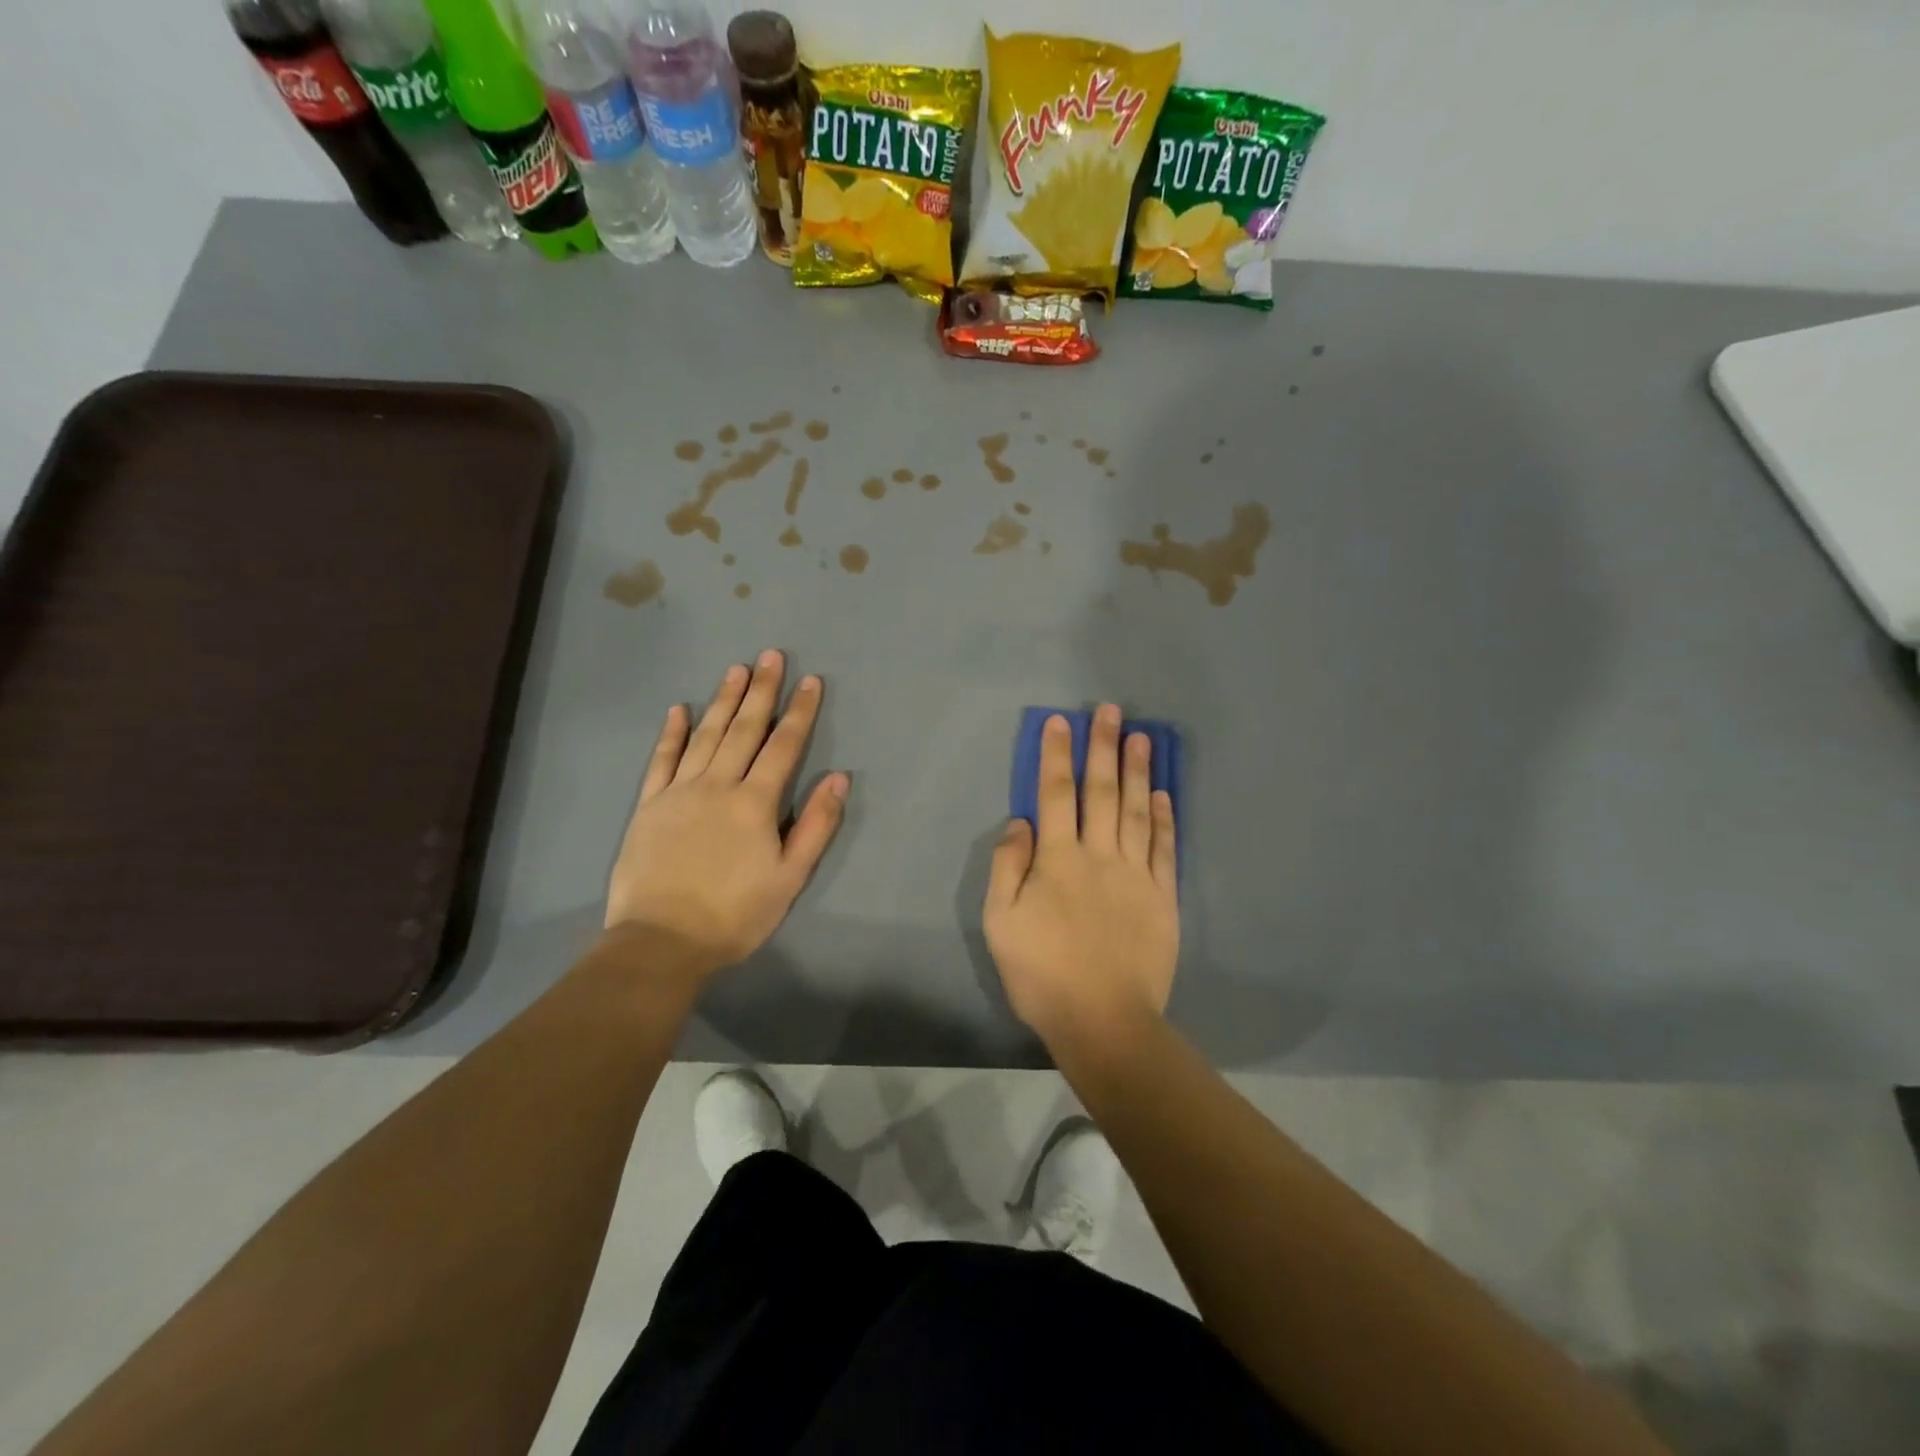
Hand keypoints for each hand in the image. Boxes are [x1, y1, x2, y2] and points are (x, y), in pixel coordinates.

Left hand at [605, 650, 847, 973]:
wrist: (661, 942)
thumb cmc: (735, 915)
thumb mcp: (790, 877)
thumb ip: (816, 824)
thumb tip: (839, 777)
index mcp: (755, 803)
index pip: (784, 746)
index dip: (800, 712)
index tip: (810, 681)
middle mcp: (718, 785)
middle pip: (744, 729)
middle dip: (762, 690)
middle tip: (771, 655)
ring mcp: (679, 791)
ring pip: (705, 735)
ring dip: (723, 700)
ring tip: (736, 669)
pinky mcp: (649, 805)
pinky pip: (661, 760)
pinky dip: (671, 733)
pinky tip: (679, 708)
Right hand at [983, 705, 1178, 1043]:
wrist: (1104, 1020)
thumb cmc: (1042, 974)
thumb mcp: (1000, 923)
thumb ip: (1007, 868)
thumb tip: (1020, 823)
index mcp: (1058, 860)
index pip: (1055, 795)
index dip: (1056, 756)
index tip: (1060, 722)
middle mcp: (1099, 856)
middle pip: (1101, 792)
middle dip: (1103, 748)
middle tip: (1111, 711)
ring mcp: (1136, 875)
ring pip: (1136, 811)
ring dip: (1138, 771)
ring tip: (1141, 737)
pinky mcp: (1163, 897)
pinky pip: (1164, 848)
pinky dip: (1163, 818)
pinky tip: (1163, 794)